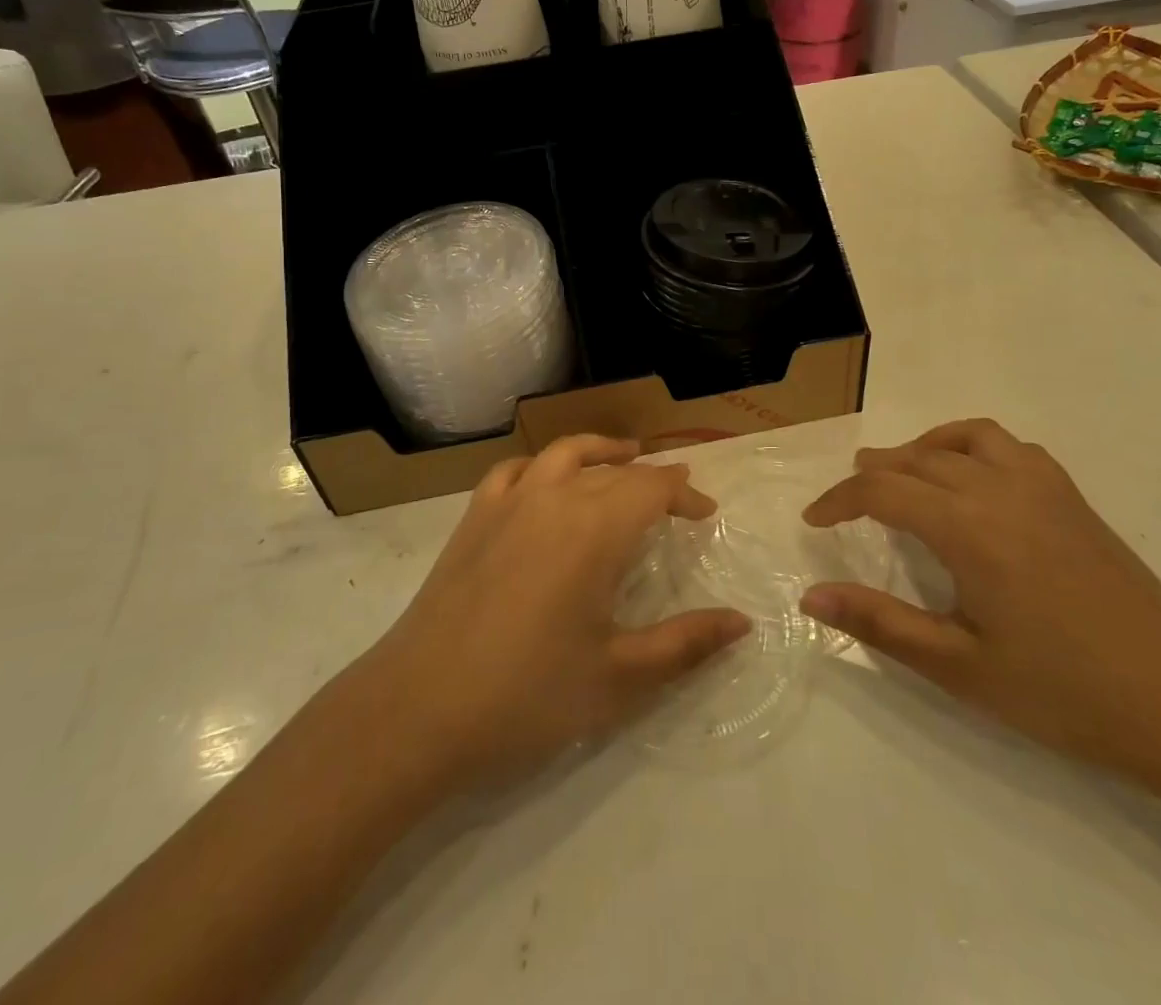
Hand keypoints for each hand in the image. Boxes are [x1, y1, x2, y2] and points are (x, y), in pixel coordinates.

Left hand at [351, 435, 748, 792]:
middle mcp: (554, 498)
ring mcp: (507, 502)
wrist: (418, 709)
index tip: (706, 514)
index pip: (653, 487)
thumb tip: (742, 622)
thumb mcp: (619, 677)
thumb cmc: (527, 695)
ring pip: (564, 453)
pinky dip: (542, 466)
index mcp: (595, 529)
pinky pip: (515, 470)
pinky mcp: (473, 517)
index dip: (685, 493)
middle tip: (676, 500)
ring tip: (622, 456)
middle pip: (614, 470)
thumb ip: (686, 644)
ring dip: (600, 451)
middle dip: (651, 479)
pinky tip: (546, 482)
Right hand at [799, 419, 1160, 783]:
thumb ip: (880, 624)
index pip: (882, 490)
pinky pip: (1011, 446)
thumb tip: (810, 597)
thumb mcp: (958, 667)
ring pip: (966, 438)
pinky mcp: (1072, 497)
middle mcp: (1000, 490)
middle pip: (919, 458)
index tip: (815, 519)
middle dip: (875, 471)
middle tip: (848, 496)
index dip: (839, 499)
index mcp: (968, 529)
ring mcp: (1043, 487)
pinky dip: (975, 447)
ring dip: (924, 447)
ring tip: (904, 470)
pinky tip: (974, 479)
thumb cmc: (1062, 692)